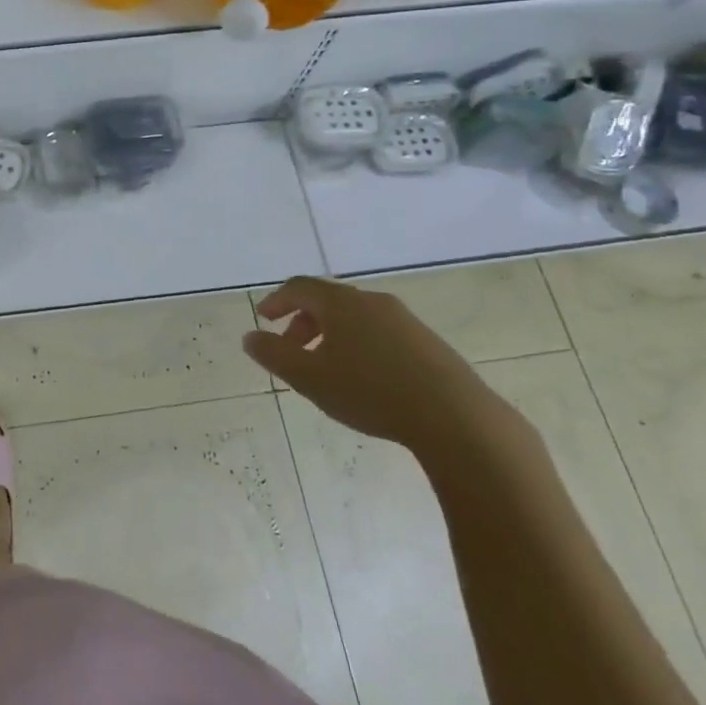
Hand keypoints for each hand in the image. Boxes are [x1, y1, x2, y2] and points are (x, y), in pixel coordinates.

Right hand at [244, 276, 495, 448]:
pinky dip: (357, 344)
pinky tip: (363, 379)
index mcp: (341, 303)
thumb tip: (250, 337)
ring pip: (355, 317)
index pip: (299, 287)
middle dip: (302, 322)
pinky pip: (378, 332)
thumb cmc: (370, 392)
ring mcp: (404, 320)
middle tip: (290, 350)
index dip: (276, 300)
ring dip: (330, 335)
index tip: (263, 319)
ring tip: (324, 369)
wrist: (455, 417)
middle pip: (327, 300)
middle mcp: (372, 301)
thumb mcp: (308, 378)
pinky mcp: (426, 342)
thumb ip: (273, 355)